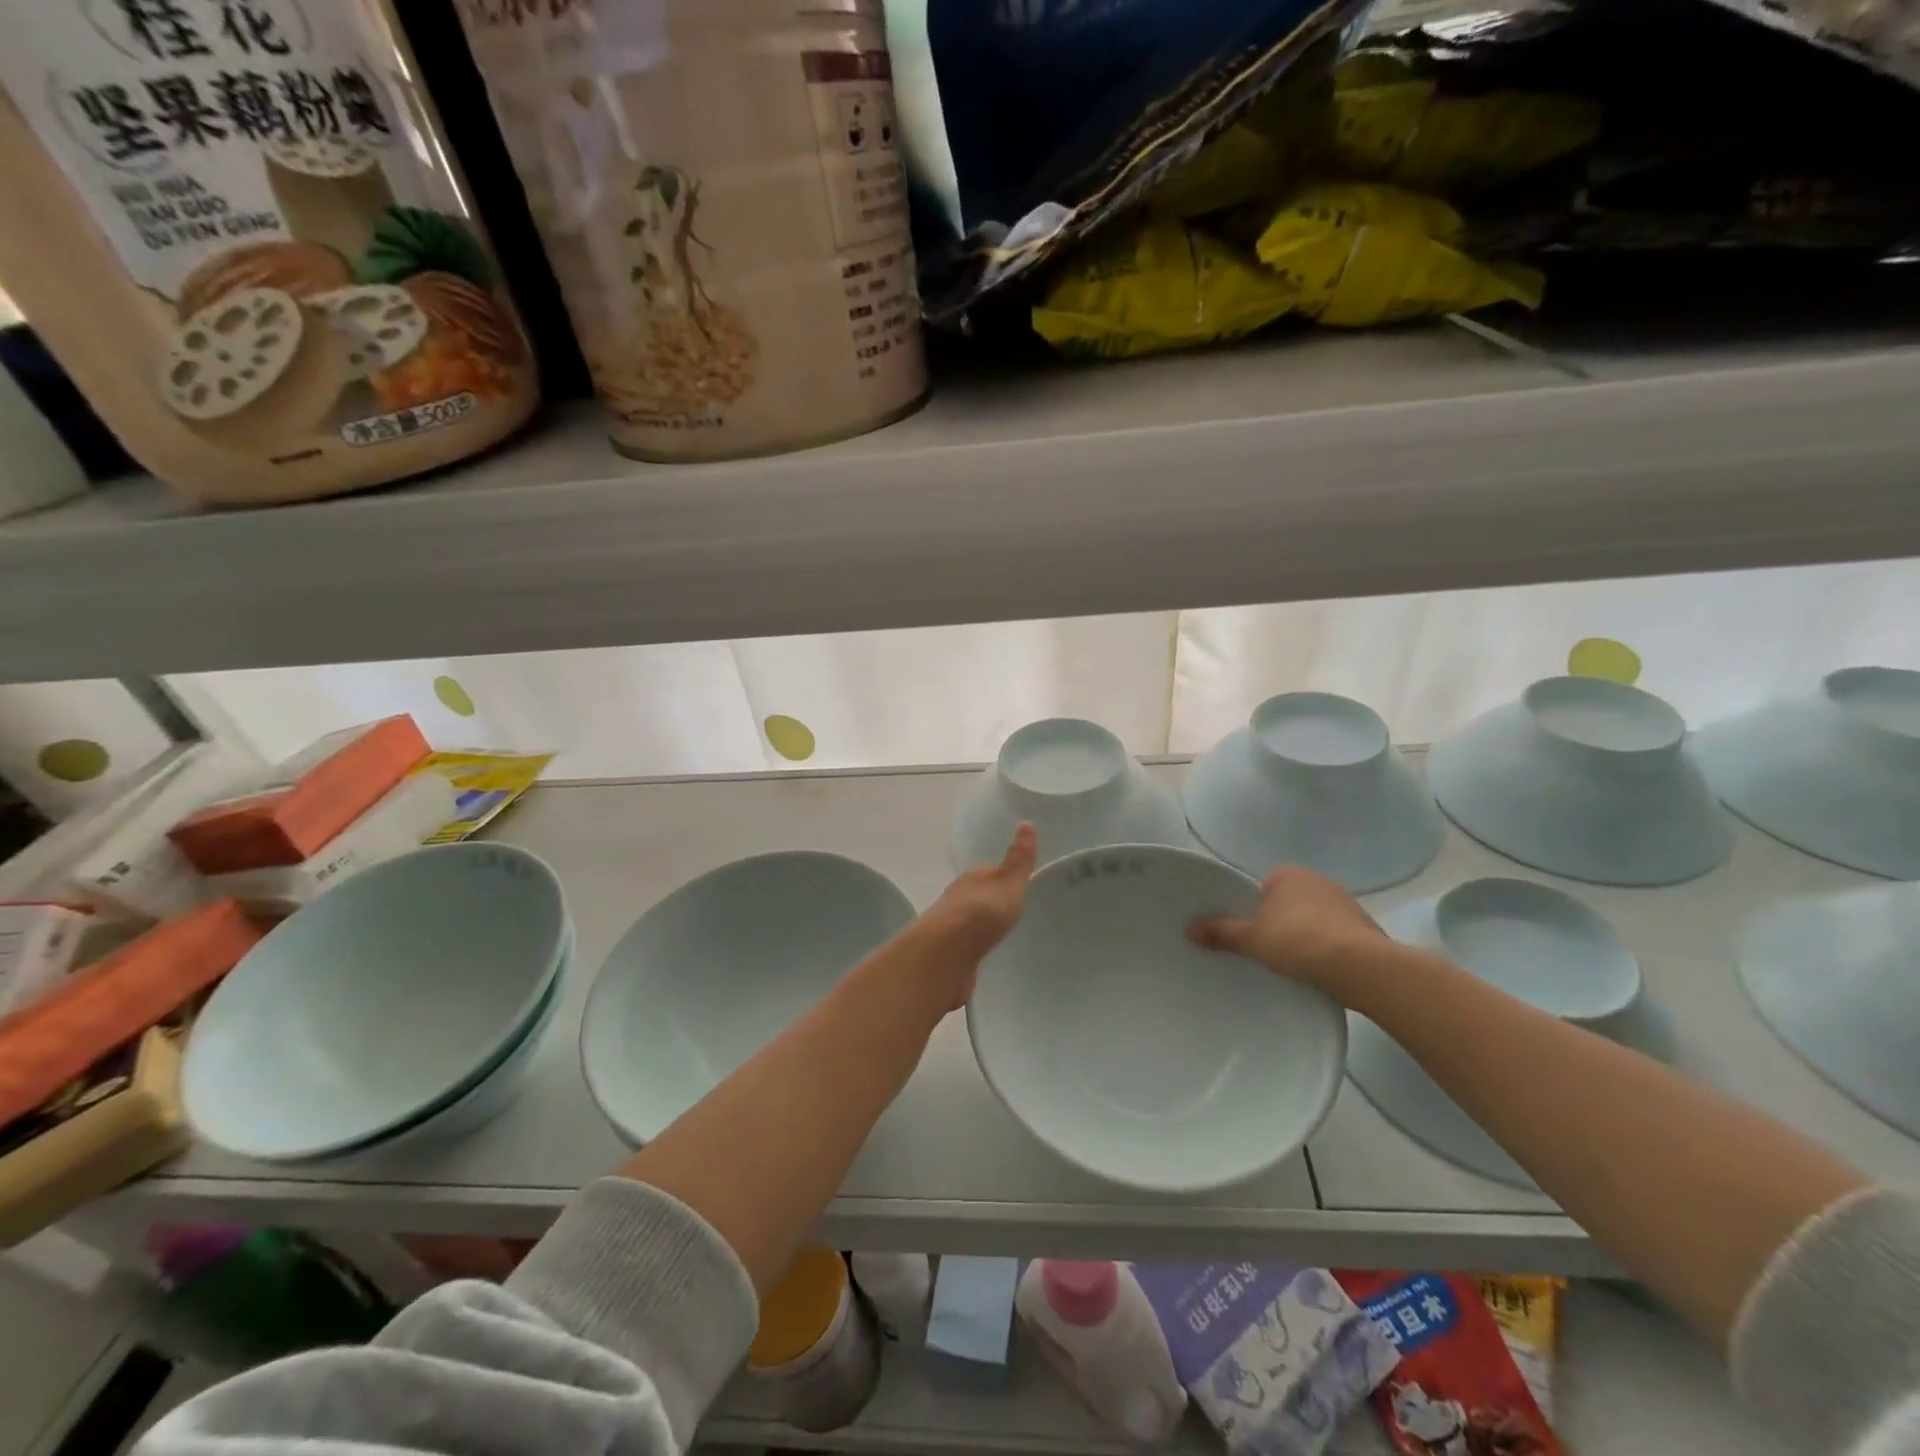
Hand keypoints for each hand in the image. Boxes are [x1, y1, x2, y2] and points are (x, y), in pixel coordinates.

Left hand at [918, 823, 1038, 1003]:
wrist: (944, 955)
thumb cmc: (980, 913)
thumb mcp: (1008, 883)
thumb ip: (1019, 860)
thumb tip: (1026, 822)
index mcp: (972, 879)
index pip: (991, 872)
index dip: (1006, 878)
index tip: (1022, 887)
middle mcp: (958, 899)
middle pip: (980, 898)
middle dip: (995, 904)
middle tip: (1018, 914)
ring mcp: (951, 929)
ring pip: (972, 924)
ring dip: (984, 928)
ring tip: (1006, 936)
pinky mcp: (950, 956)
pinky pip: (968, 948)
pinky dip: (977, 949)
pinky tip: (988, 956)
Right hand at [1187, 865, 1384, 998]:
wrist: (1359, 966)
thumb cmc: (1297, 941)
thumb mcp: (1252, 939)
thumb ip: (1221, 932)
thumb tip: (1188, 928)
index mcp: (1287, 874)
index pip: (1261, 888)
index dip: (1252, 910)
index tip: (1248, 933)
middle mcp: (1317, 880)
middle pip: (1287, 903)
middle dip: (1279, 922)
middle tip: (1265, 950)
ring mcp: (1345, 903)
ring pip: (1313, 919)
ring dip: (1305, 936)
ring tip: (1293, 965)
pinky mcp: (1365, 928)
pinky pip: (1336, 936)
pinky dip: (1327, 949)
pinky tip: (1319, 970)